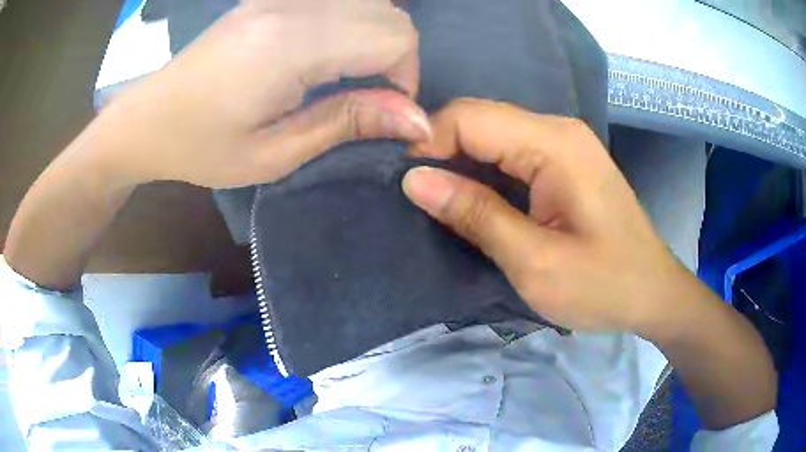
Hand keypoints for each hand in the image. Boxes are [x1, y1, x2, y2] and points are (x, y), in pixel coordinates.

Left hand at [95, 0, 429, 188]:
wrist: (148, 118)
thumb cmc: (201, 147)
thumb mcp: (274, 155)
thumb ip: (347, 123)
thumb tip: (415, 119)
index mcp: (290, 44)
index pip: (393, 36)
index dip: (405, 77)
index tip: (382, 113)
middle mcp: (291, 5)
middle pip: (390, 13)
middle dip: (397, 57)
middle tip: (366, 96)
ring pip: (371, 0)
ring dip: (377, 37)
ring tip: (347, 74)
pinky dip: (354, 21)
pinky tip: (328, 50)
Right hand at [402, 99, 689, 331]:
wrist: (652, 294)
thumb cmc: (604, 286)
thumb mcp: (535, 262)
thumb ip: (475, 215)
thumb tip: (413, 179)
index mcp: (554, 144)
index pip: (470, 117)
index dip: (428, 142)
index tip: (406, 185)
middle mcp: (558, 130)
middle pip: (479, 119)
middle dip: (441, 151)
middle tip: (418, 199)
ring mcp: (563, 144)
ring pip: (491, 135)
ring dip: (460, 164)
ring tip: (439, 204)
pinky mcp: (564, 163)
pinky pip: (510, 153)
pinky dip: (483, 172)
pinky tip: (473, 201)